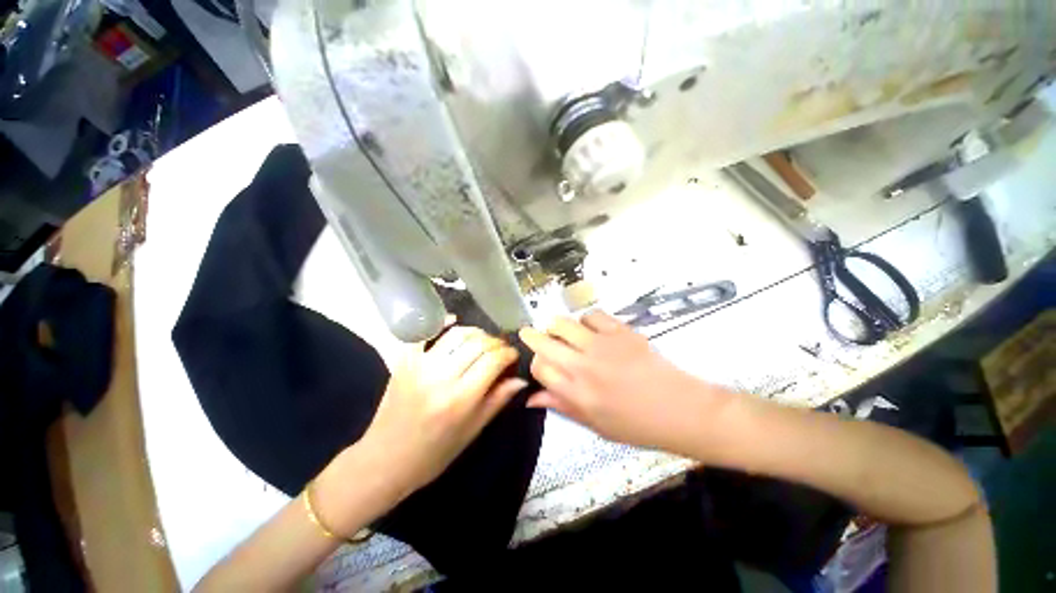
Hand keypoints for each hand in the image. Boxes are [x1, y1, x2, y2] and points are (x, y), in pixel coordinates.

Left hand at [358, 325, 524, 495]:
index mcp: (461, 399)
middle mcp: (441, 376)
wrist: (389, 458)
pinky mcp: (403, 362)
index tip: (513, 356)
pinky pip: (424, 334)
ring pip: (455, 334)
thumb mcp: (471, 433)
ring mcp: (419, 366)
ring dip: (473, 333)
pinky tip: (453, 322)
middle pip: (476, 343)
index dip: (508, 354)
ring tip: (481, 341)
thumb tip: (519, 380)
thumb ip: (495, 402)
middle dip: (494, 342)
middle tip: (500, 349)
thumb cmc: (434, 455)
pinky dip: (440, 324)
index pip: (493, 360)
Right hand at [519, 311, 729, 450]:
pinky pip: (593, 315)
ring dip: (557, 326)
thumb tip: (533, 398)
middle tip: (531, 335)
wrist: (678, 409)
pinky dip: (585, 320)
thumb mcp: (596, 425)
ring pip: (564, 323)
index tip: (539, 364)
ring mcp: (603, 346)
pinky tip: (591, 330)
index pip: (540, 369)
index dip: (535, 365)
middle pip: (545, 342)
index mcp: (577, 395)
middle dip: (533, 337)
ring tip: (562, 332)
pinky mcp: (622, 332)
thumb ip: (564, 407)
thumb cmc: (638, 426)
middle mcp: (584, 367)